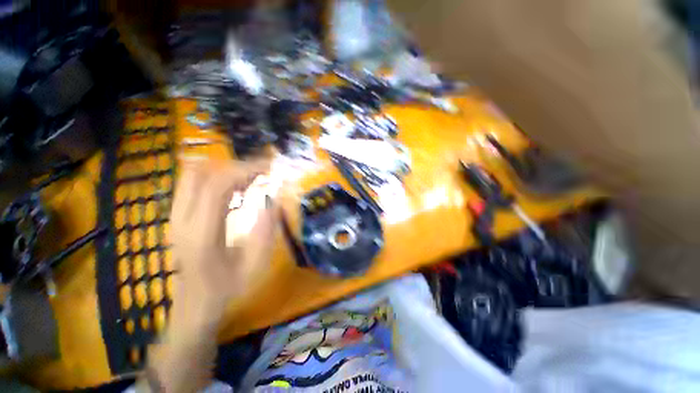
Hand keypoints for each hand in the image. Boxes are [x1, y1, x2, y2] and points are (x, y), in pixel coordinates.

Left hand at [169, 159, 277, 326]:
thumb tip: (273, 198)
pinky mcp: (177, 217)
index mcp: (200, 234)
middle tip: (260, 172)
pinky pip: (192, 184)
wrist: (195, 306)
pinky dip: (215, 177)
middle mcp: (180, 220)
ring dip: (224, 170)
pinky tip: (235, 188)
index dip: (244, 171)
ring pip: (192, 175)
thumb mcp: (256, 264)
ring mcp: (174, 217)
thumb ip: (266, 229)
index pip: (216, 186)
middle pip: (200, 173)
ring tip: (250, 178)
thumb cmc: (228, 289)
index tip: (269, 168)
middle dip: (235, 166)